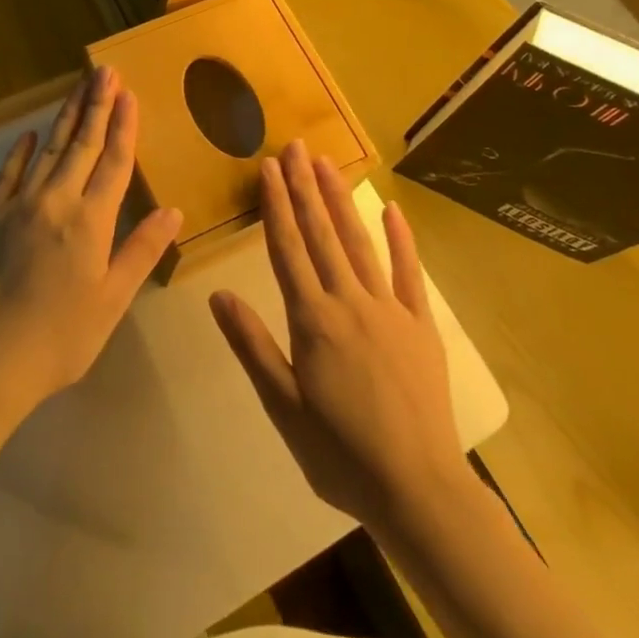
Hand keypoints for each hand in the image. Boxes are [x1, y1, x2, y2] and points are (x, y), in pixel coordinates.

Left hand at [0, 67, 182, 422]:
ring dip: (66, 117)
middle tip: (105, 71)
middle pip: (82, 144)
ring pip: (49, 150)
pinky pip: (9, 174)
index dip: (123, 125)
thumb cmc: (60, 336)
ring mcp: (19, 205)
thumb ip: (141, 251)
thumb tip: (172, 210)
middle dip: (97, 105)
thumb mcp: (112, 301)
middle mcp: (56, 201)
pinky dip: (21, 151)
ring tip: (79, 87)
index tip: (129, 92)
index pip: (113, 161)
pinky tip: (30, 134)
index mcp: (91, 221)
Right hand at [210, 141, 463, 532]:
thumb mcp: (283, 408)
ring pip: (359, 242)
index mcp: (313, 320)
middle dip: (305, 187)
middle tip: (295, 147)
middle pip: (322, 234)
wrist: (418, 490)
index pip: (287, 249)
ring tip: (326, 164)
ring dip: (341, 200)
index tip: (268, 168)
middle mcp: (349, 302)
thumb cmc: (340, 454)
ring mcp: (389, 309)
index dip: (276, 205)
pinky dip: (401, 239)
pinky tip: (392, 210)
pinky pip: (409, 273)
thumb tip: (218, 294)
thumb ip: (252, 346)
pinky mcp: (421, 325)